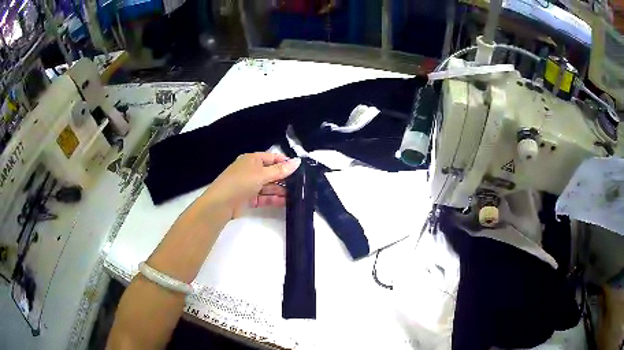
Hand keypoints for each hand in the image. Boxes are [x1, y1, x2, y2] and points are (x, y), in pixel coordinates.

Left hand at [204, 152, 300, 217]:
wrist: (221, 203)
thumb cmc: (241, 182)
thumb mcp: (262, 174)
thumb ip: (280, 170)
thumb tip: (298, 161)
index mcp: (252, 160)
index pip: (272, 158)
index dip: (285, 162)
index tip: (300, 169)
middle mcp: (252, 171)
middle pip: (272, 173)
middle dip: (285, 178)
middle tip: (302, 184)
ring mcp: (250, 185)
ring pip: (269, 186)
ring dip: (281, 190)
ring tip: (297, 195)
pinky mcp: (250, 199)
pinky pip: (265, 197)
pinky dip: (274, 199)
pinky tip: (287, 202)